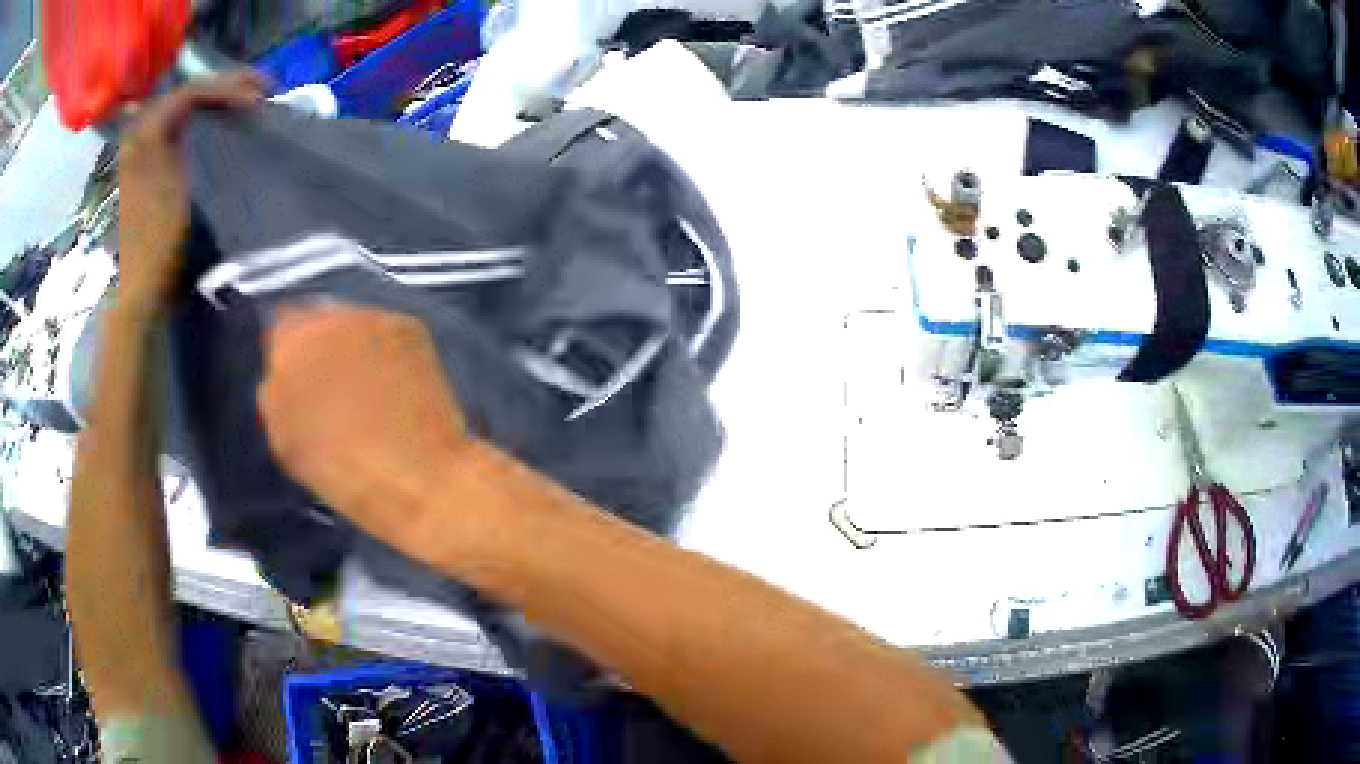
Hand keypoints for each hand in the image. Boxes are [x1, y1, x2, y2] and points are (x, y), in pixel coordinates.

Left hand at [118, 71, 267, 310]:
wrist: (139, 292)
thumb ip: (185, 136)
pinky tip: (219, 125)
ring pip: (184, 109)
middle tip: (261, 90)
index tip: (260, 97)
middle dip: (225, 87)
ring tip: (245, 103)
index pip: (192, 91)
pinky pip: (178, 128)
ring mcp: (143, 152)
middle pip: (188, 94)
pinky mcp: (149, 169)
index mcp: (146, 135)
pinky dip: (202, 121)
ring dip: (215, 102)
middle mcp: (141, 135)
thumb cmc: (157, 244)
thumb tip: (211, 98)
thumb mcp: (176, 186)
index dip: (228, 87)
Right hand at [258, 307, 471, 550]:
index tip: (296, 380)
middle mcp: (329, 316)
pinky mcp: (411, 327)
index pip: (280, 330)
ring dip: (353, 349)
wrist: (416, 476)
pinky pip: (386, 334)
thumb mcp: (285, 441)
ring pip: (353, 325)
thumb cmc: (341, 471)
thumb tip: (283, 380)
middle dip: (321, 350)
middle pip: (318, 322)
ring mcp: (373, 318)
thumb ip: (277, 398)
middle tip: (332, 388)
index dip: (288, 357)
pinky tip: (394, 388)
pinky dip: (386, 354)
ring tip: (367, 393)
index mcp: (290, 344)